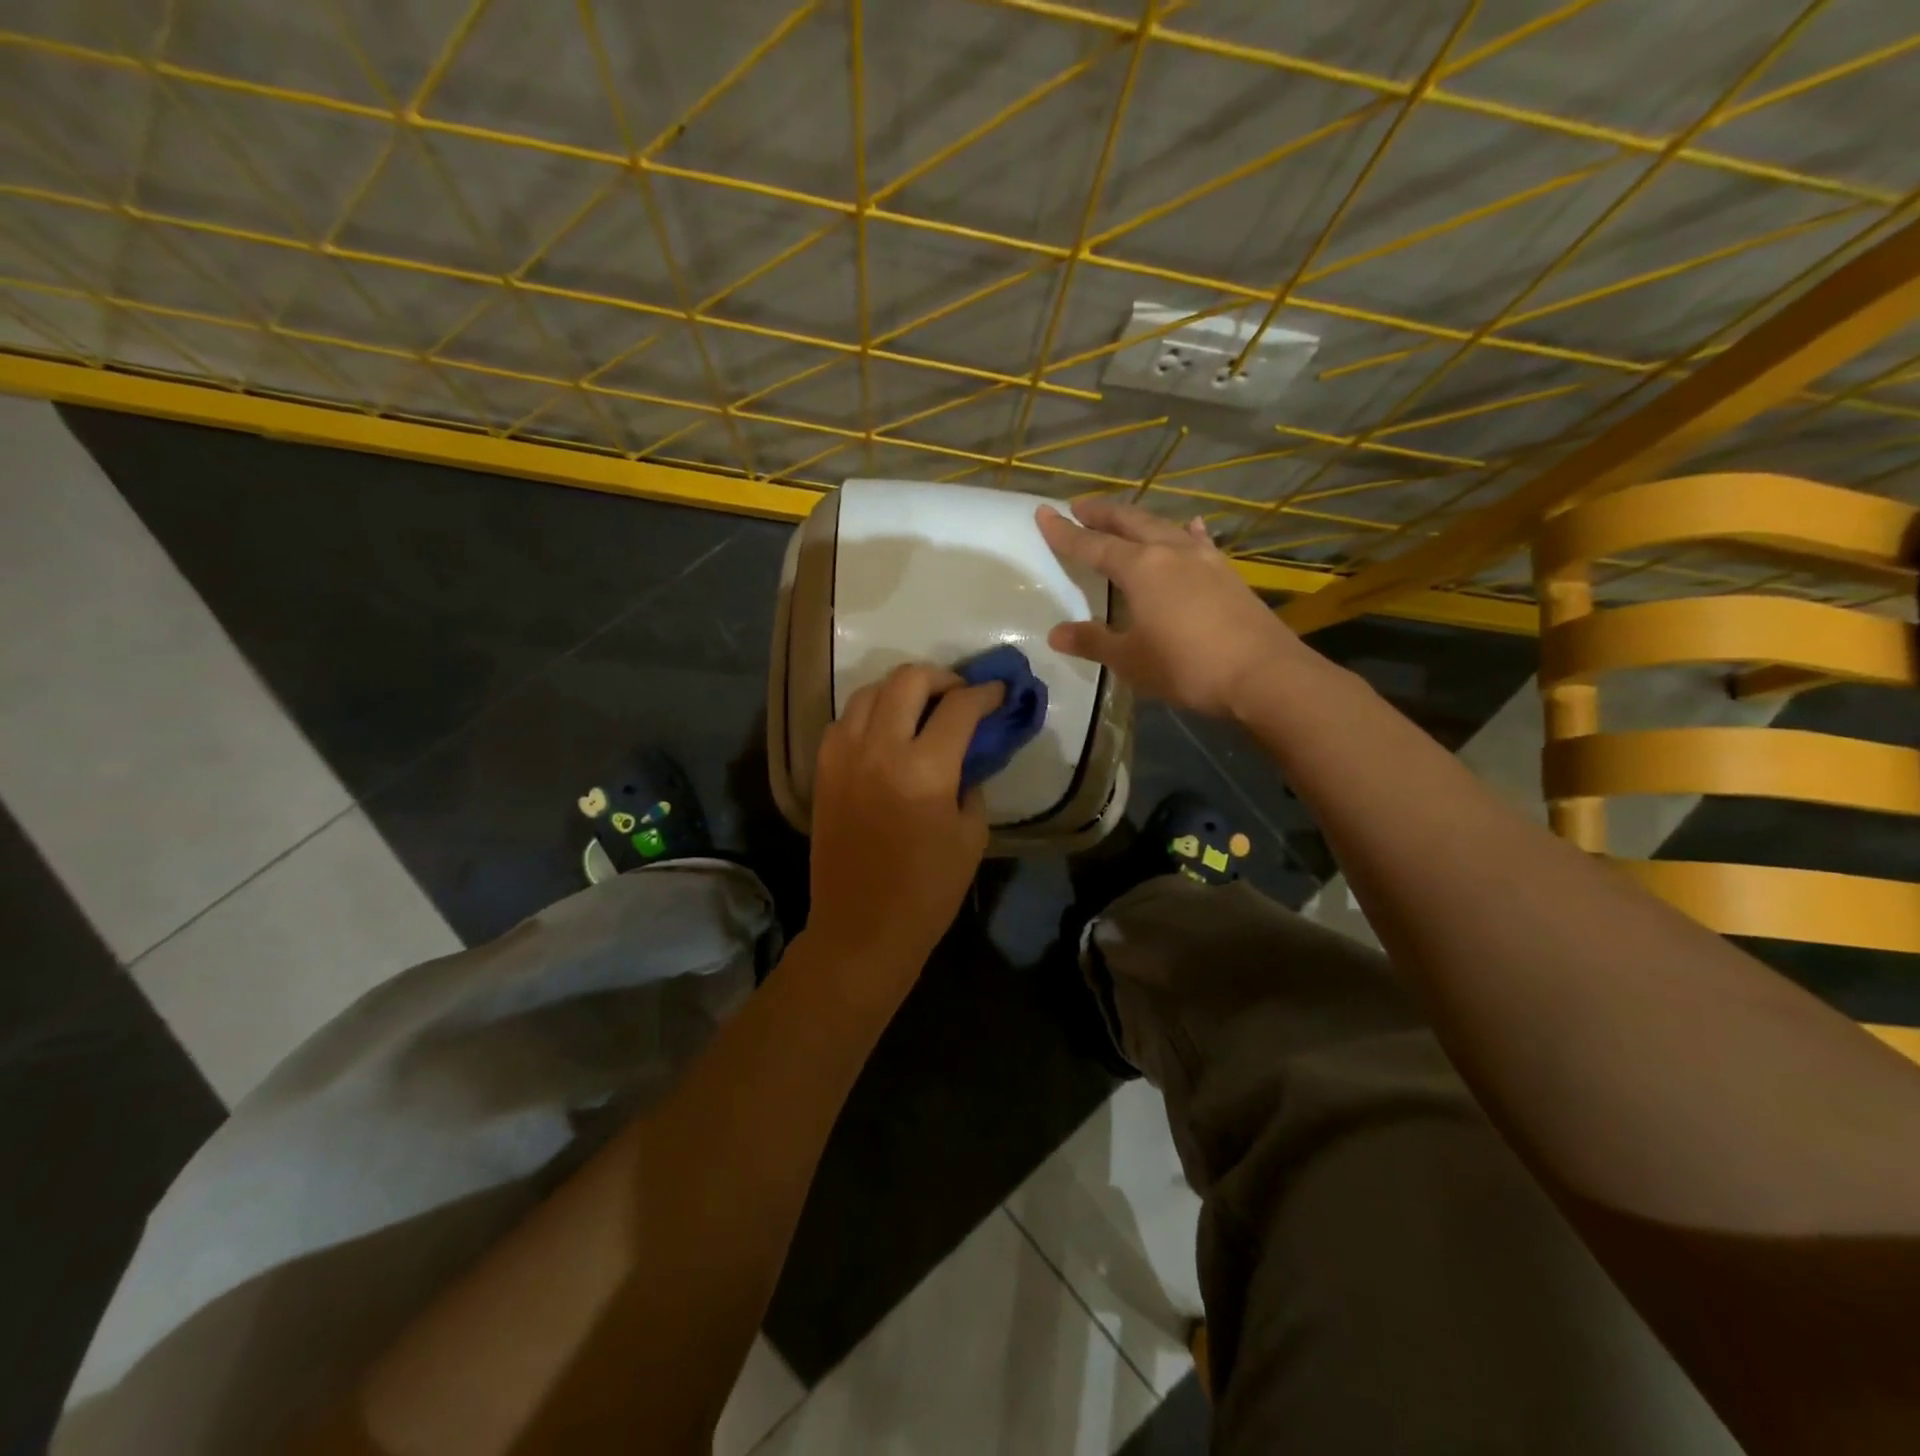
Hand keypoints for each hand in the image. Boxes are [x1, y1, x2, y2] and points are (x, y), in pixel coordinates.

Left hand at [808, 663, 1004, 982]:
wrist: (861, 927)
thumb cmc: (927, 890)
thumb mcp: (972, 836)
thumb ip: (972, 784)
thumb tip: (968, 754)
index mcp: (925, 769)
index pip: (959, 707)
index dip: (985, 693)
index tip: (998, 691)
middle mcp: (879, 749)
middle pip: (908, 680)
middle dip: (941, 677)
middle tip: (959, 693)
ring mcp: (843, 756)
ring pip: (868, 691)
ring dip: (900, 689)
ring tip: (920, 706)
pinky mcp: (822, 770)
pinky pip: (844, 719)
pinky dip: (868, 713)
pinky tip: (884, 731)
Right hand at [1037, 497, 1312, 718]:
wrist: (1263, 674)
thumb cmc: (1186, 666)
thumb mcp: (1130, 660)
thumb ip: (1093, 642)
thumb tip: (1057, 633)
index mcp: (1140, 568)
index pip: (1092, 544)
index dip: (1065, 532)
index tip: (1044, 513)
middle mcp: (1170, 552)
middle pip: (1129, 522)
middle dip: (1102, 513)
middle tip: (1079, 506)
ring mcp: (1204, 558)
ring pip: (1163, 526)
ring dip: (1138, 519)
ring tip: (1124, 518)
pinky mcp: (1227, 572)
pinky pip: (1197, 541)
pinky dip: (1184, 532)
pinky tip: (1189, 528)